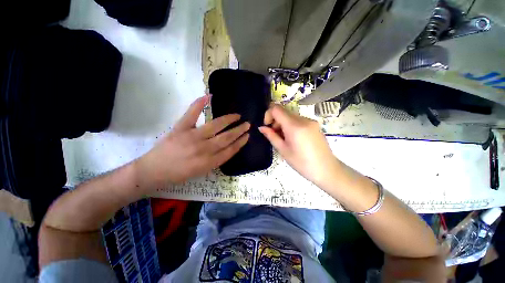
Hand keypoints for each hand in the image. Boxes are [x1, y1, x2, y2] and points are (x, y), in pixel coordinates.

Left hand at [136, 95, 249, 187]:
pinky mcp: (180, 128)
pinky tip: (209, 96)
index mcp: (209, 162)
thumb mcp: (202, 171)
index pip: (230, 150)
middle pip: (226, 137)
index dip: (240, 142)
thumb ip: (216, 160)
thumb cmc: (179, 174)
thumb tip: (228, 148)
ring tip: (238, 115)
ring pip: (216, 126)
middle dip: (239, 130)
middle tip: (247, 124)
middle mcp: (204, 149)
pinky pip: (192, 113)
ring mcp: (192, 136)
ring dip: (229, 119)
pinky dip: (199, 103)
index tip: (247, 136)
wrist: (153, 171)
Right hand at [259, 104, 340, 186]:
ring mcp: (311, 121)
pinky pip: (299, 120)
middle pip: (284, 112)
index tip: (267, 126)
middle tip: (276, 136)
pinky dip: (292, 125)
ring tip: (285, 139)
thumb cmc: (302, 163)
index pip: (276, 108)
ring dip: (283, 124)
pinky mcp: (315, 125)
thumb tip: (261, 128)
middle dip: (276, 121)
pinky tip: (294, 138)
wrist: (326, 169)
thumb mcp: (283, 150)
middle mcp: (303, 119)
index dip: (268, 114)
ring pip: (291, 116)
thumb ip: (271, 136)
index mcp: (294, 126)